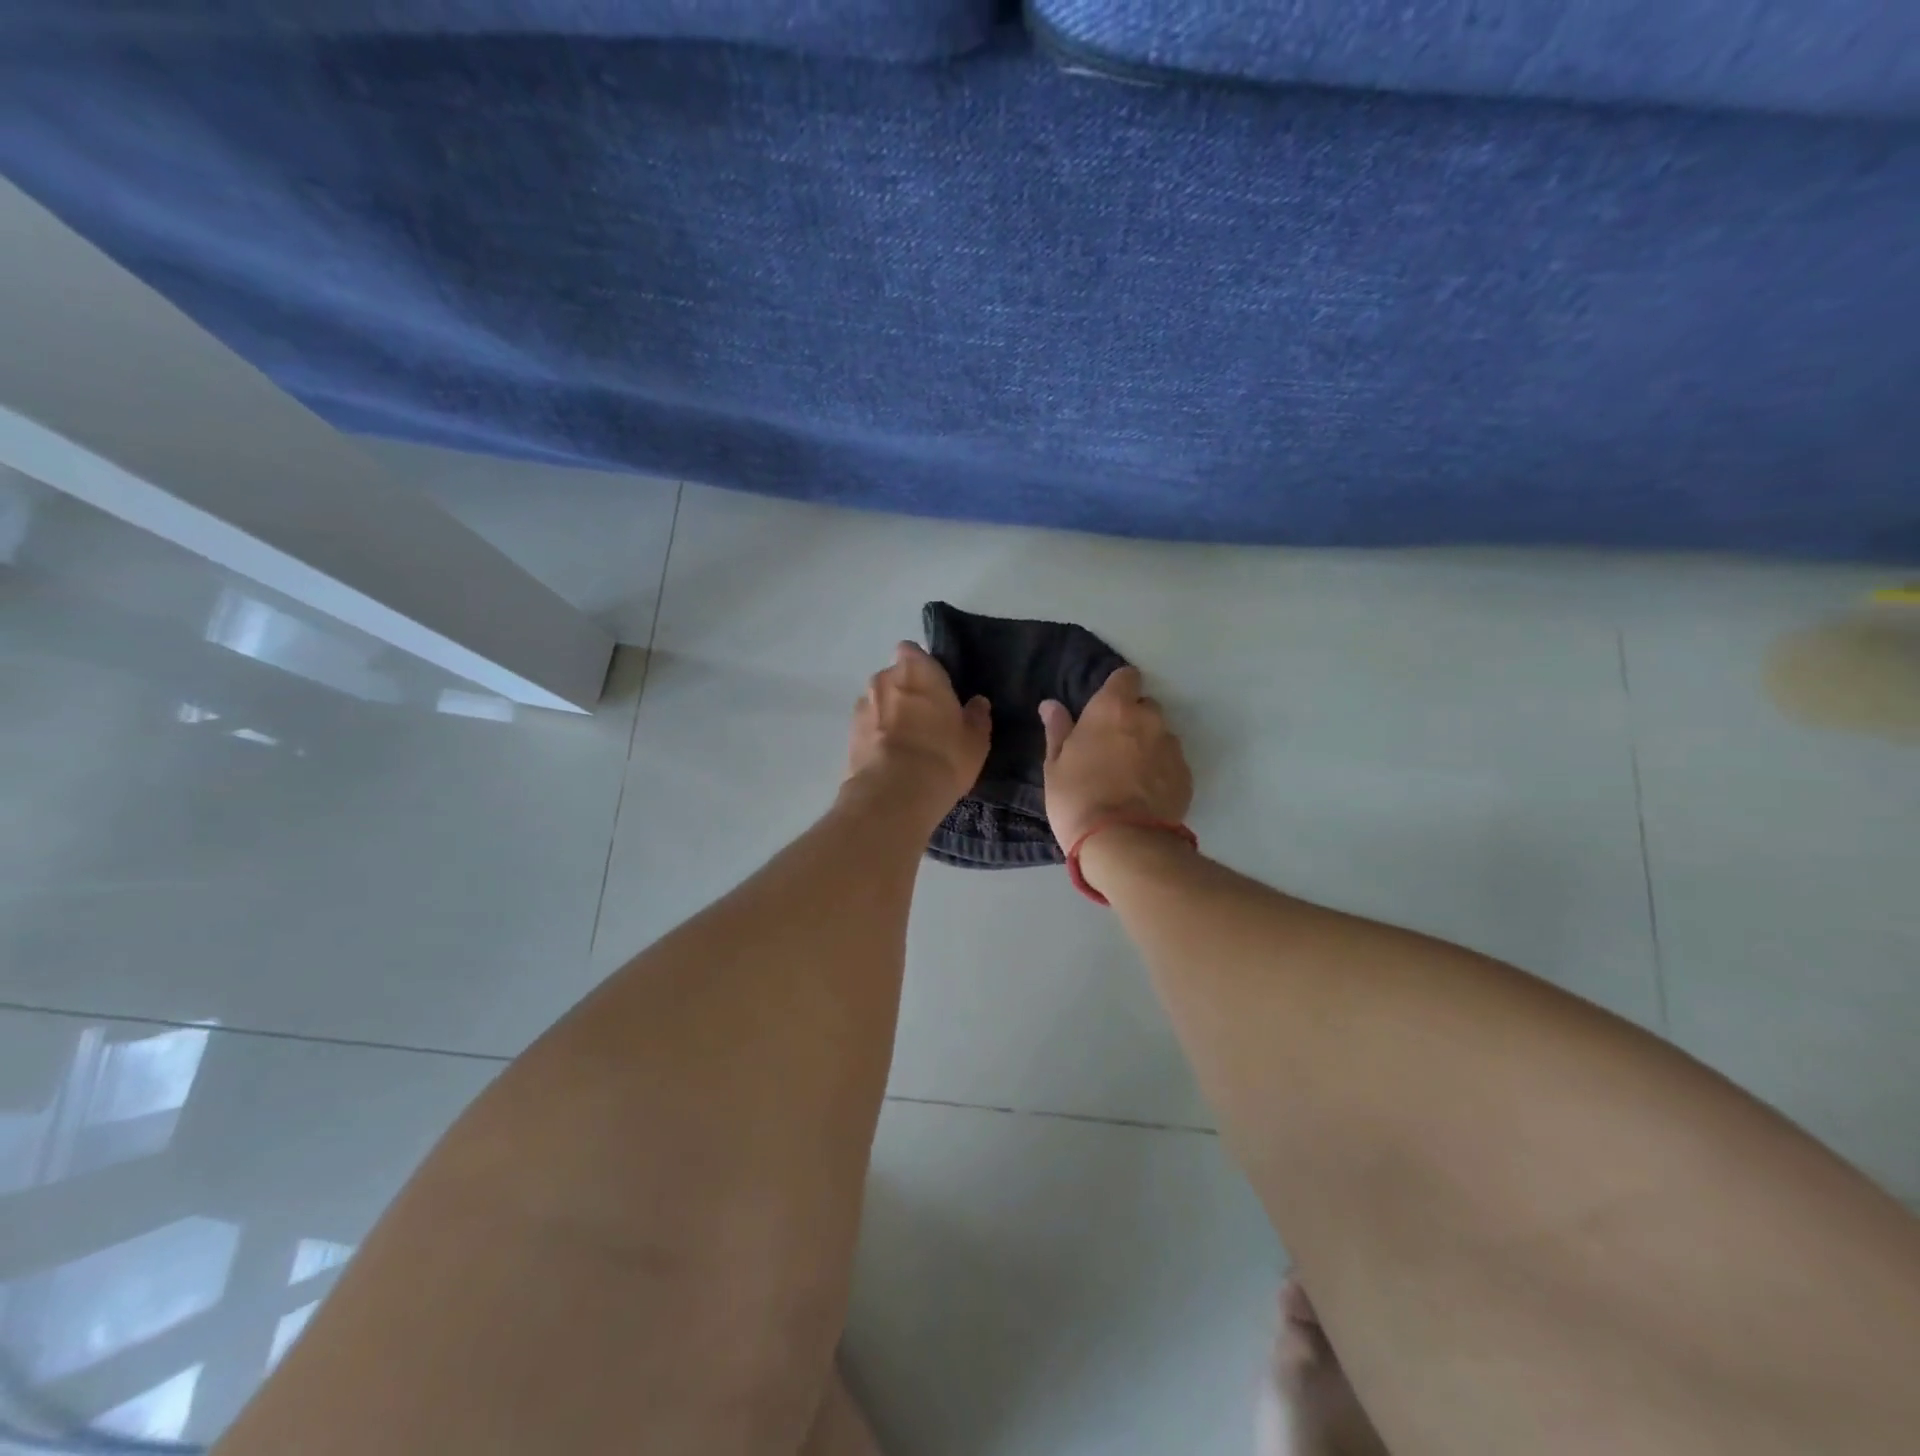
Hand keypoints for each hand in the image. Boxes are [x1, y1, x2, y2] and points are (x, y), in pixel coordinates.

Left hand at [846, 642, 990, 821]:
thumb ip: (976, 717)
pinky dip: (875, 737)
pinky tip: (889, 760)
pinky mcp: (848, 734)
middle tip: (924, 720)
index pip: (912, 651)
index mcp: (917, 669)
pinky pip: (866, 727)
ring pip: (878, 702)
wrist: (895, 794)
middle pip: (894, 678)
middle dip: (905, 692)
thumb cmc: (943, 756)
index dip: (922, 667)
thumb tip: (977, 703)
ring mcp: (862, 706)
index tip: (935, 689)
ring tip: (905, 744)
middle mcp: (884, 679)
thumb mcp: (975, 741)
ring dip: (888, 715)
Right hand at [1039, 667, 1192, 849]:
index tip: (1105, 706)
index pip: (1126, 676)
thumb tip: (1051, 704)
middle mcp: (1148, 718)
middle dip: (1132, 719)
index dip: (1118, 688)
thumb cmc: (1078, 798)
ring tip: (1130, 775)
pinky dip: (1161, 771)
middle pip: (1145, 706)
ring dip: (1148, 745)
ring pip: (1160, 735)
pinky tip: (1145, 794)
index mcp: (1113, 708)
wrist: (1122, 842)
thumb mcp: (1055, 765)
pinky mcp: (1186, 775)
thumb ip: (1058, 729)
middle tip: (1112, 746)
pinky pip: (1172, 763)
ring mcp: (1172, 746)